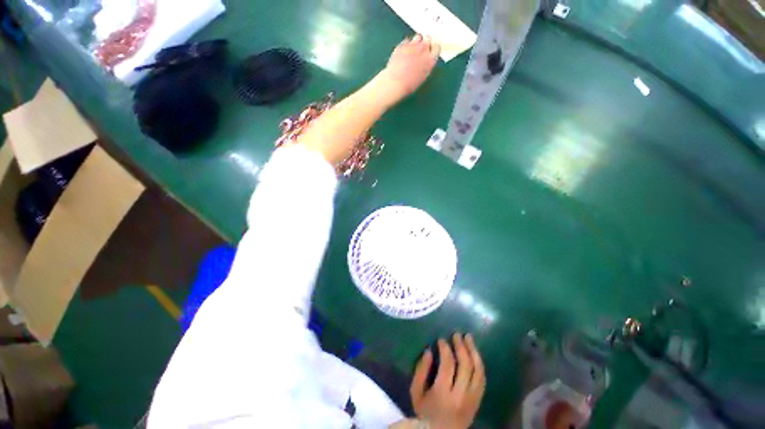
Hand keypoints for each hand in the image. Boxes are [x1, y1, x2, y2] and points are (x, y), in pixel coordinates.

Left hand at [380, 34, 440, 101]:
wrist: (396, 83)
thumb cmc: (408, 84)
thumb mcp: (422, 76)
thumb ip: (426, 65)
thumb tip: (426, 60)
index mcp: (430, 61)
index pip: (437, 47)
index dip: (433, 48)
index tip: (431, 49)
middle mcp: (423, 50)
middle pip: (428, 39)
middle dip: (426, 42)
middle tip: (422, 48)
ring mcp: (413, 46)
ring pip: (419, 36)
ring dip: (417, 41)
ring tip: (413, 49)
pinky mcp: (403, 44)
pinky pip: (407, 40)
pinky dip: (407, 44)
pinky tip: (404, 52)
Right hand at [410, 333, 485, 428]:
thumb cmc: (425, 412)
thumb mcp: (416, 392)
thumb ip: (420, 371)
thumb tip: (429, 351)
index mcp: (443, 393)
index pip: (448, 365)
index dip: (445, 349)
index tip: (441, 340)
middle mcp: (461, 395)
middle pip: (465, 366)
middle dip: (461, 346)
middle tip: (456, 334)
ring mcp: (472, 399)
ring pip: (478, 371)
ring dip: (474, 352)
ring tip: (468, 338)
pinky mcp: (478, 401)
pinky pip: (483, 380)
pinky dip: (479, 364)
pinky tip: (475, 354)